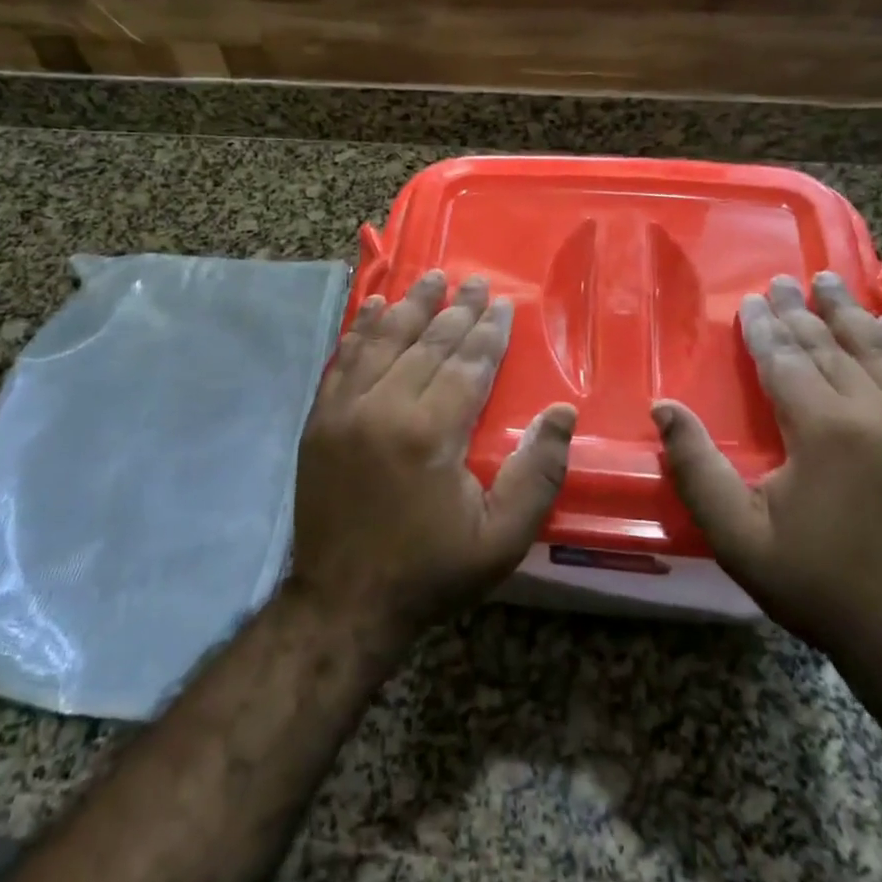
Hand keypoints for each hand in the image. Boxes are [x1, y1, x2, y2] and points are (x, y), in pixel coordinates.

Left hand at [287, 269, 575, 640]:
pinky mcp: (321, 420)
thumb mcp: (501, 540)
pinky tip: (374, 306)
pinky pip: (343, 360)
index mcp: (431, 434)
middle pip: (428, 344)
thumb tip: (560, 413)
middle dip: (457, 311)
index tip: (503, 303)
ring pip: (384, 341)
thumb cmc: (430, 571)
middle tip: (475, 282)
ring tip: (431, 278)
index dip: (489, 332)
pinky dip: (361, 329)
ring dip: (410, 306)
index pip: (468, 364)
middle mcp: (385, 408)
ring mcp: (346, 410)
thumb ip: (537, 475)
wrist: (344, 603)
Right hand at [653, 272, 881, 673]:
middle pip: (830, 346)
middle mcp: (878, 412)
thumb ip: (696, 467)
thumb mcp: (738, 536)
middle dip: (801, 312)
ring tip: (832, 284)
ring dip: (850, 314)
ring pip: (880, 350)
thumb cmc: (819, 585)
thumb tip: (663, 406)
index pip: (785, 359)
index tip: (750, 301)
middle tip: (784, 282)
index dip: (763, 328)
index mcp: (825, 429)